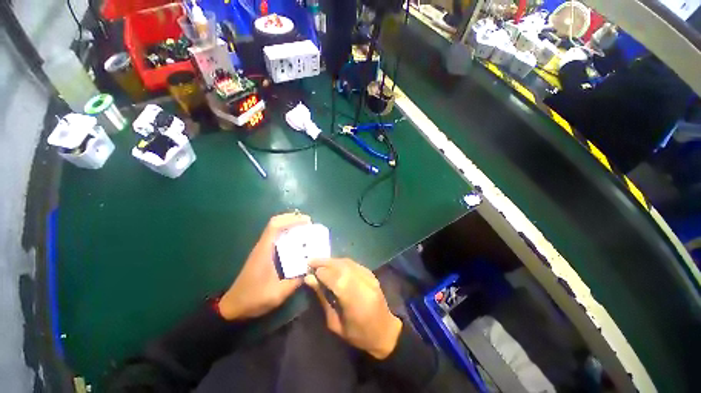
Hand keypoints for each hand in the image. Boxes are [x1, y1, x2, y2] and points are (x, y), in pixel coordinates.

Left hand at [218, 213, 311, 320]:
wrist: (233, 306)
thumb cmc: (254, 298)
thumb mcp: (277, 293)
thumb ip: (295, 281)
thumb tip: (311, 269)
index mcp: (264, 251)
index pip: (275, 226)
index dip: (291, 220)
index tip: (307, 221)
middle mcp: (263, 246)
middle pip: (275, 223)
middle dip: (292, 218)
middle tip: (308, 222)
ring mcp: (262, 249)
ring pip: (275, 228)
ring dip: (290, 224)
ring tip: (305, 228)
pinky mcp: (263, 253)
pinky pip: (276, 236)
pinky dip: (287, 232)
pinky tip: (297, 240)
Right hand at [305, 258, 402, 358]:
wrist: (385, 331)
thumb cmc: (358, 335)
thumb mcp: (335, 323)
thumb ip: (323, 299)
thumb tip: (310, 279)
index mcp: (356, 302)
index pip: (336, 279)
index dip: (322, 272)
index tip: (309, 270)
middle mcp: (364, 285)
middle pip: (342, 267)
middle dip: (325, 262)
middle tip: (311, 261)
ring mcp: (370, 277)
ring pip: (348, 262)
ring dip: (332, 260)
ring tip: (319, 262)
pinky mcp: (372, 274)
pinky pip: (354, 264)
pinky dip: (341, 262)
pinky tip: (333, 264)